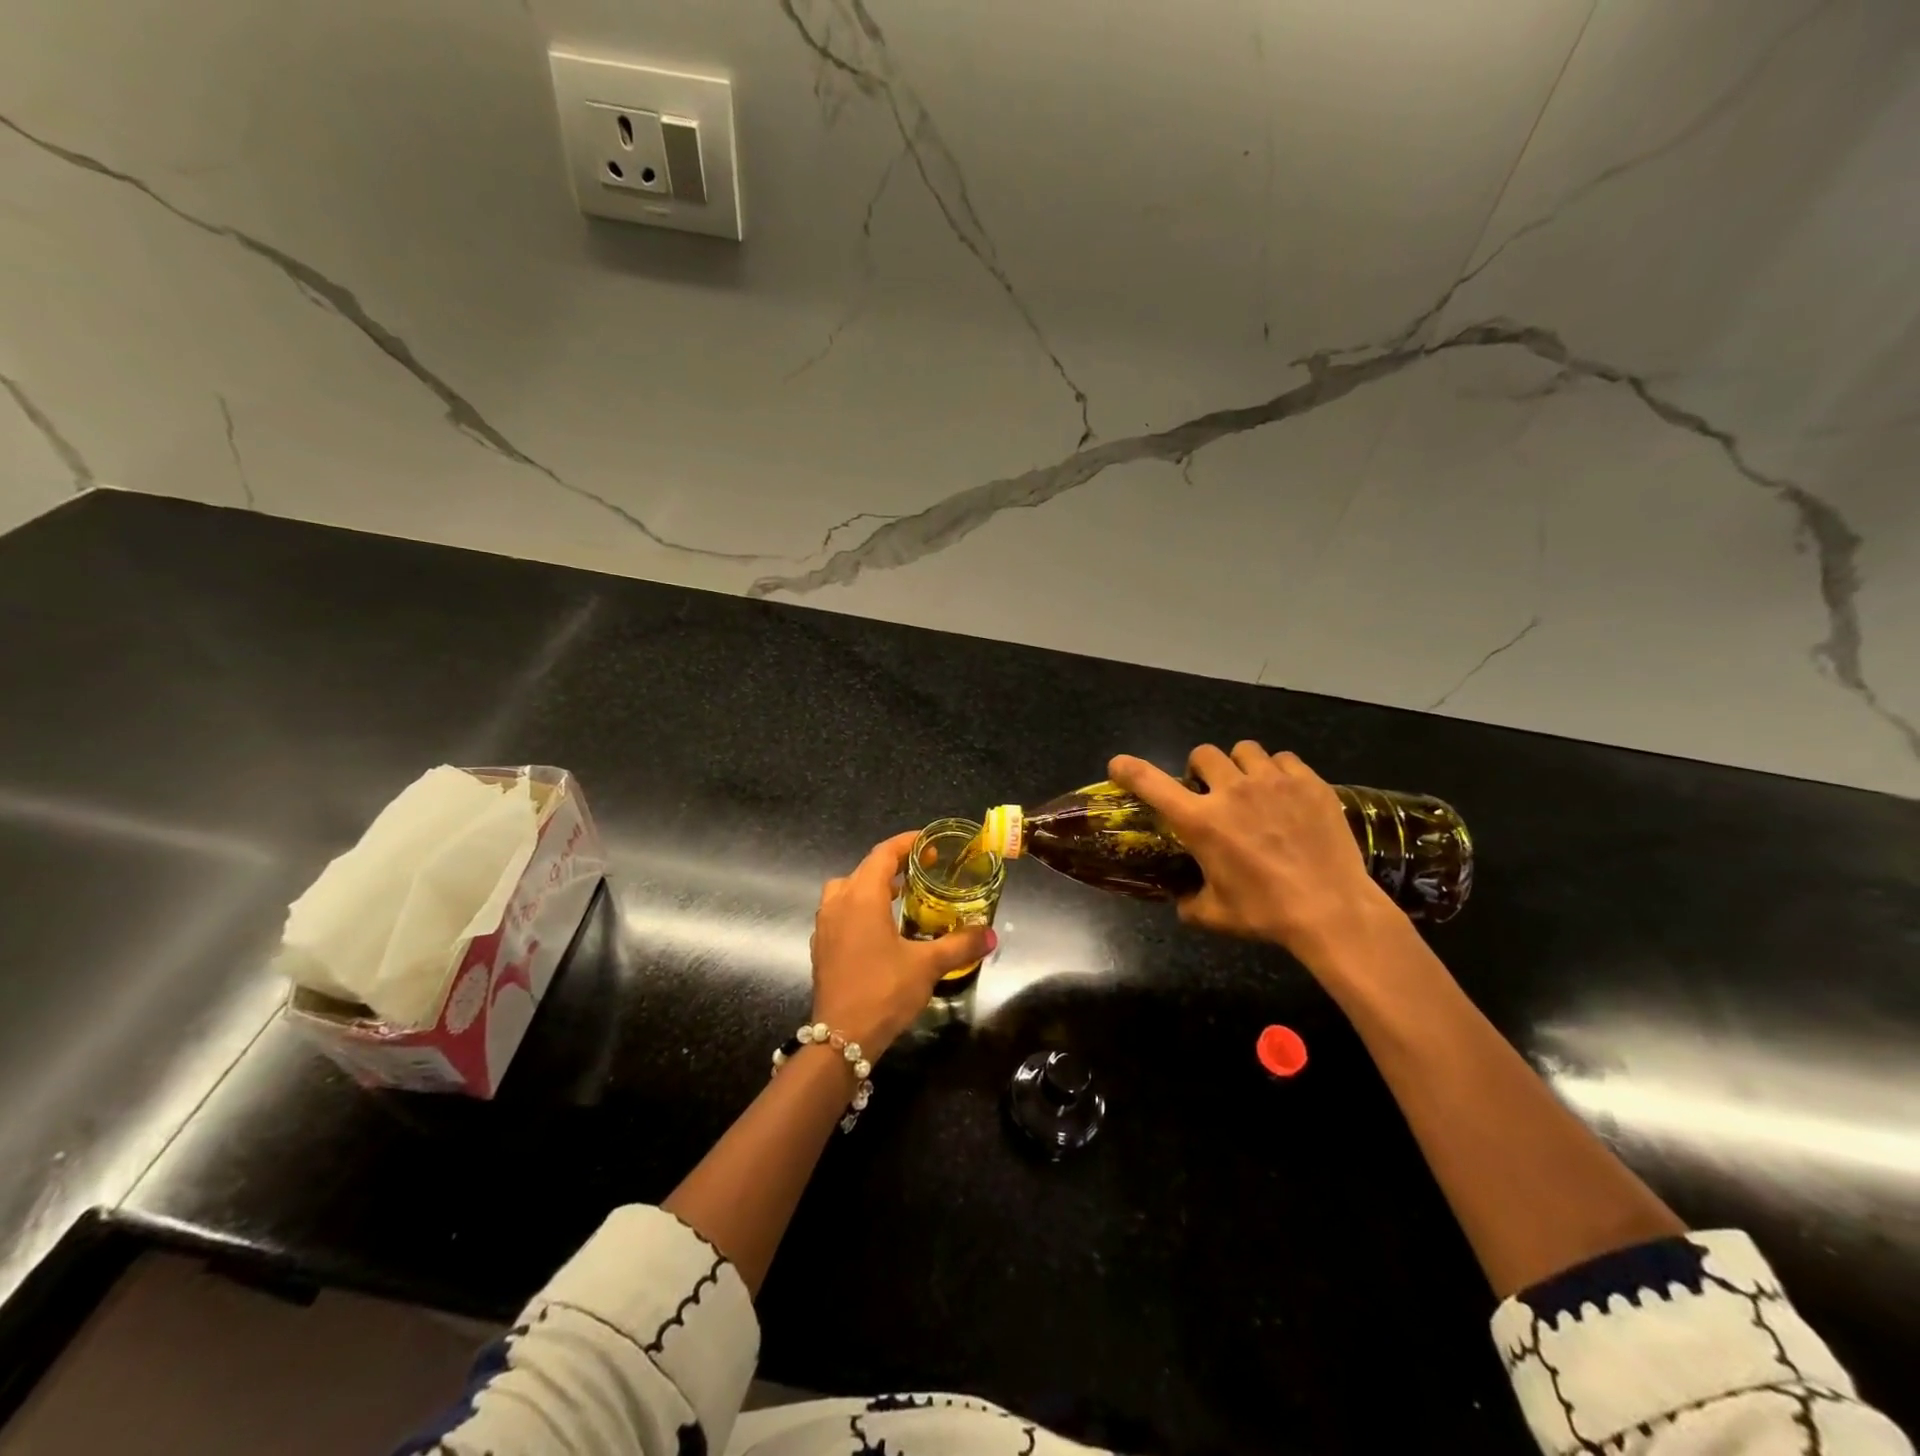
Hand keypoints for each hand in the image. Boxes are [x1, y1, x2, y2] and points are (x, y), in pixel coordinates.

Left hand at [808, 831, 994, 1056]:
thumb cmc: (884, 990)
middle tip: (921, 869)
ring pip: (846, 889)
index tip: (929, 843)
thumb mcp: (928, 965)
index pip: (883, 854)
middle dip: (892, 863)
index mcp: (862, 897)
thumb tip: (991, 935)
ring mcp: (824, 925)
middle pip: (864, 868)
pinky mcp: (820, 946)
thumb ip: (960, 945)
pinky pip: (839, 911)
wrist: (842, 1037)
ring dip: (871, 885)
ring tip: (899, 896)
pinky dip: (858, 907)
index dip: (906, 843)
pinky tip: (878, 929)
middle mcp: (838, 903)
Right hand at [1109, 743, 1395, 964]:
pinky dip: (1278, 771)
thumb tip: (1181, 899)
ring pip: (1244, 749)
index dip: (1129, 769)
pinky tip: (1285, 793)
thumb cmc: (1266, 913)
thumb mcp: (1215, 915)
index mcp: (1200, 822)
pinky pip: (1284, 759)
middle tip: (1210, 790)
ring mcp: (1272, 782)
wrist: (1332, 910)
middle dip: (1200, 768)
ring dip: (1239, 765)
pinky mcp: (1308, 782)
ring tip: (1251, 786)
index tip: (1118, 765)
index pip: (1151, 783)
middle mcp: (1231, 792)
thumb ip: (1189, 901)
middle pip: (1203, 753)